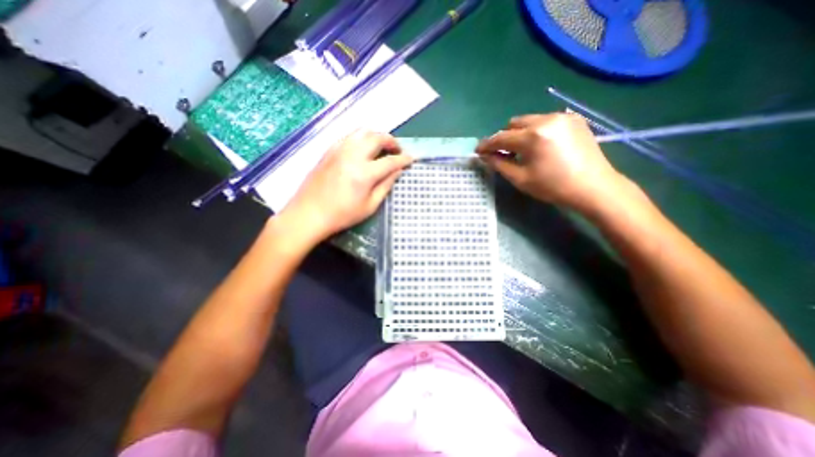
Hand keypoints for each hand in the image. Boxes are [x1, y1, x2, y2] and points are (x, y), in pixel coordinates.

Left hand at [278, 128, 414, 242]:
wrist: (309, 214)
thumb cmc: (342, 215)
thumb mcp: (370, 206)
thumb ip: (386, 186)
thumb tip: (398, 171)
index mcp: (364, 173)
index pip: (390, 161)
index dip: (404, 159)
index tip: (412, 159)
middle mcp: (352, 155)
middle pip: (377, 138)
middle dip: (391, 141)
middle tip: (397, 150)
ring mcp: (338, 150)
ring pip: (362, 132)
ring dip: (376, 136)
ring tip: (382, 147)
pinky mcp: (329, 150)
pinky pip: (349, 136)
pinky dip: (361, 138)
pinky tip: (363, 149)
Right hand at [479, 115, 628, 213]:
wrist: (594, 187)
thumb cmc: (553, 187)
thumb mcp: (520, 179)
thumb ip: (499, 164)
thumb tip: (485, 156)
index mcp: (532, 136)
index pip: (501, 137)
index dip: (487, 144)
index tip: (478, 151)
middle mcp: (546, 119)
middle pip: (514, 123)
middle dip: (504, 137)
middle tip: (502, 153)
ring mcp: (562, 117)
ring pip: (530, 120)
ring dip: (520, 134)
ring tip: (522, 151)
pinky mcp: (574, 119)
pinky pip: (545, 121)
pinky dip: (536, 131)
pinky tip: (540, 146)